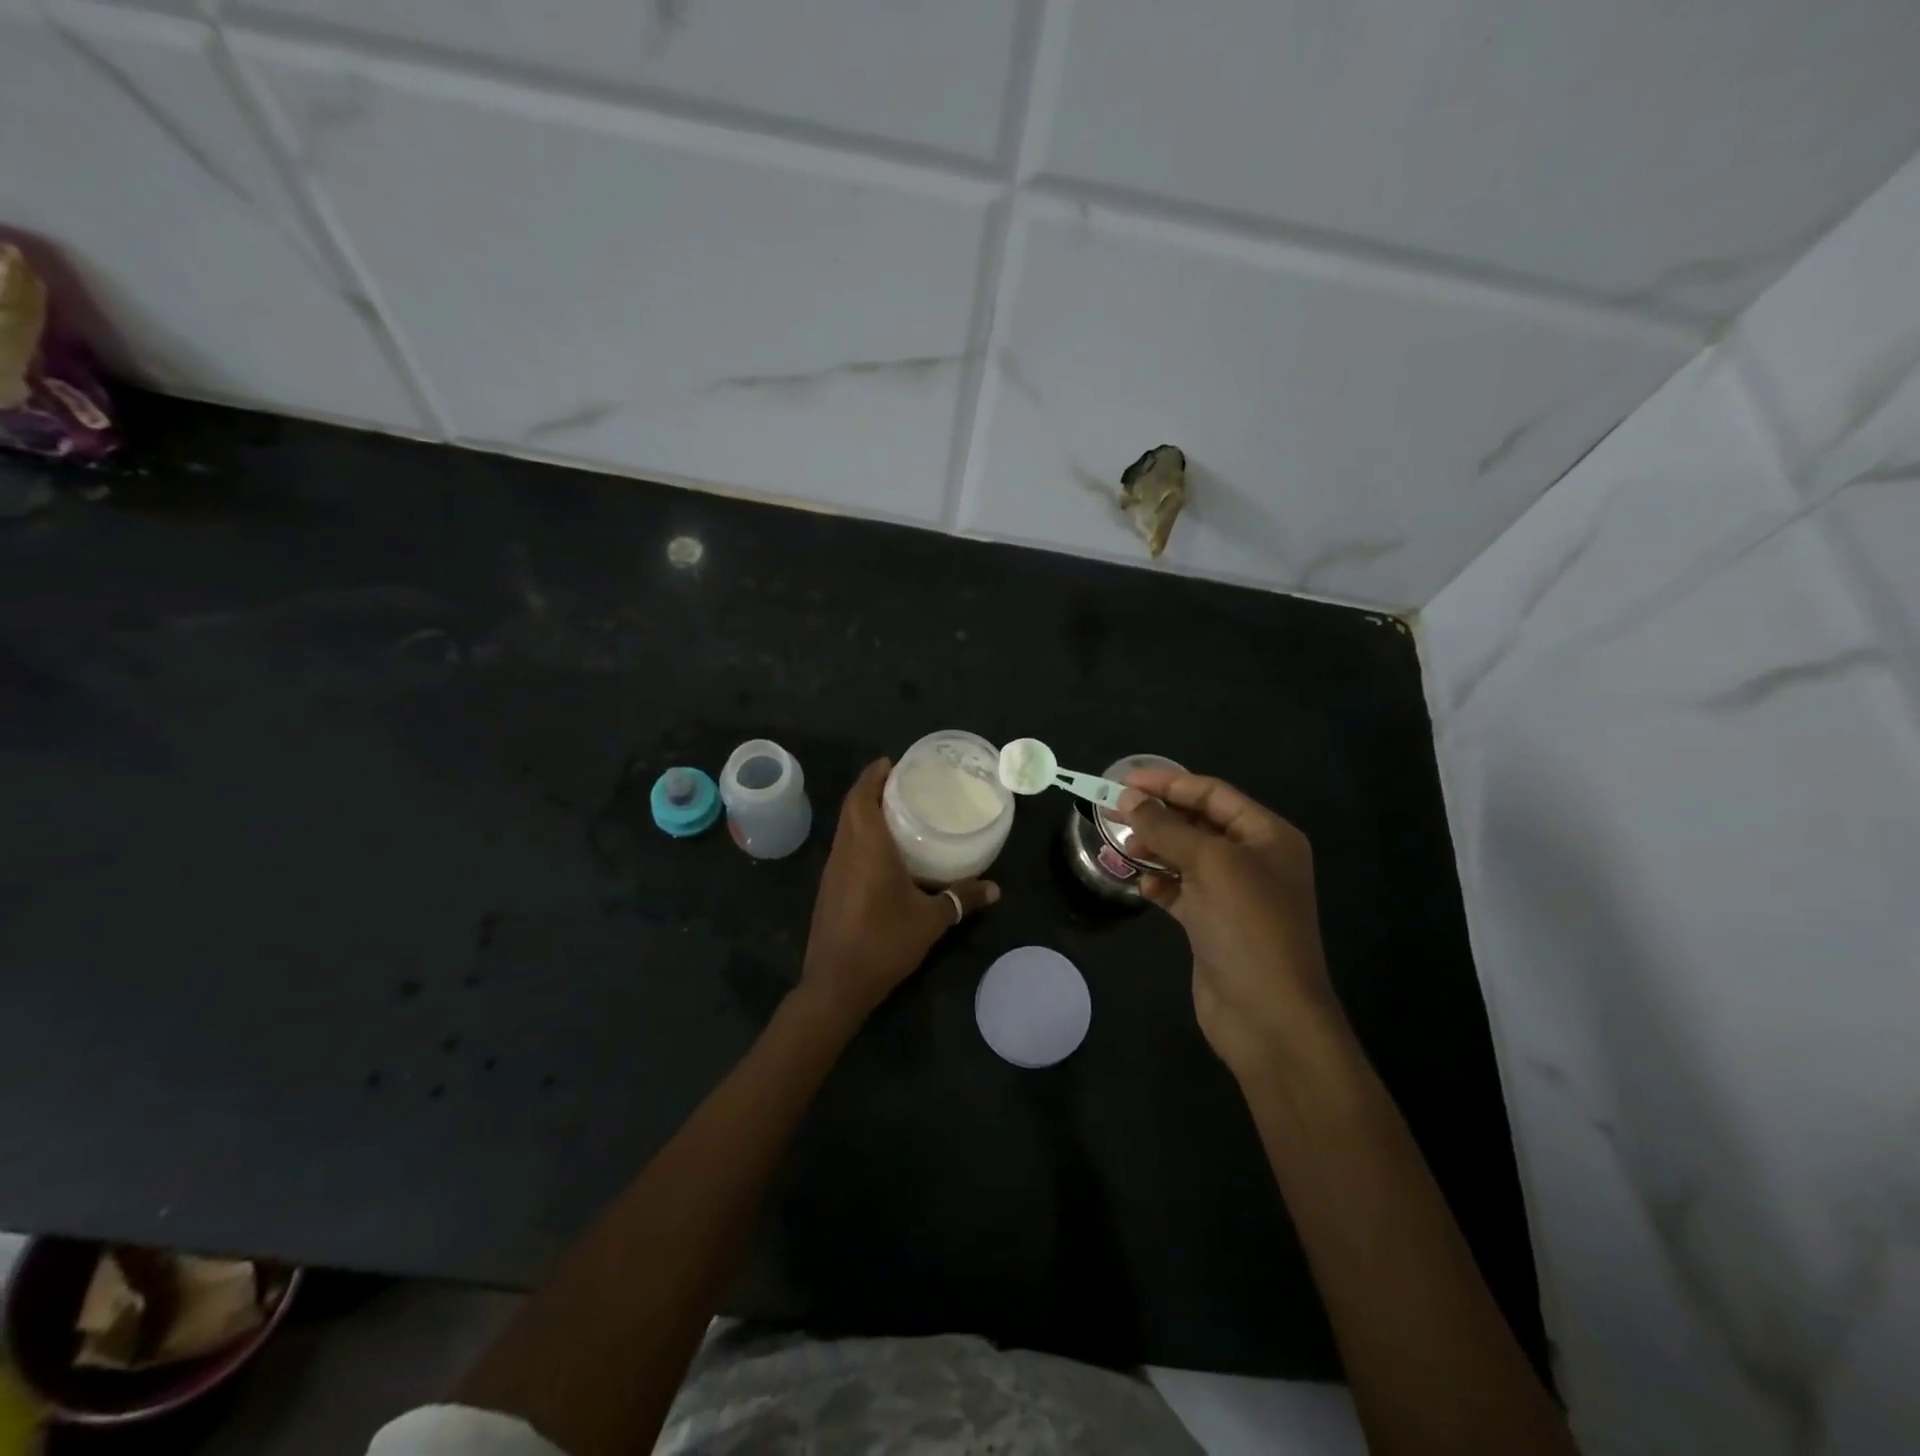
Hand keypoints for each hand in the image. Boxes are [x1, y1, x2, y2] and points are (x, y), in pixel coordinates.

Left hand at [800, 758, 999, 1021]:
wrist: (836, 984)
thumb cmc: (884, 942)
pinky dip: (860, 836)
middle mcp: (844, 851)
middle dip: (871, 789)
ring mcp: (832, 870)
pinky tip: (883, 851)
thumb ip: (962, 899)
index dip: (874, 775)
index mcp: (866, 847)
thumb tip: (995, 889)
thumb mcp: (930, 920)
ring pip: (845, 828)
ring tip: (896, 811)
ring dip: (864, 812)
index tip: (893, 762)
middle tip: (902, 783)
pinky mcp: (829, 888)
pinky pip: (844, 848)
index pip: (862, 797)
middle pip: (852, 807)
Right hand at [1115, 769, 1337, 1075]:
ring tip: (1120, 844)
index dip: (1167, 783)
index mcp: (1267, 835)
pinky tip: (1141, 884)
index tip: (1122, 781)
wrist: (1268, 1016)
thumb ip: (1167, 828)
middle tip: (1113, 810)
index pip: (1212, 794)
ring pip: (1186, 856)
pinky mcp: (1214, 924)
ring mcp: (1234, 894)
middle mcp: (1254, 859)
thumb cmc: (1248, 927)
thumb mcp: (1210, 865)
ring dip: (1154, 848)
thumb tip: (1128, 798)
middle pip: (1198, 822)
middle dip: (1157, 815)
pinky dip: (1160, 883)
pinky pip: (1182, 890)